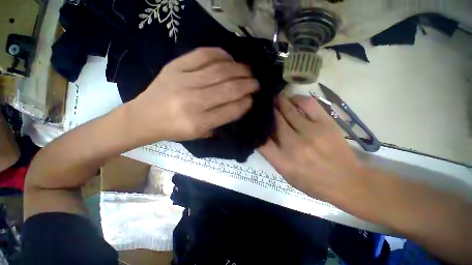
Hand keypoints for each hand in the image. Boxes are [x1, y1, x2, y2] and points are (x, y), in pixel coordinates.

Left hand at [127, 48, 258, 142]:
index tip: (252, 99)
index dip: (245, 103)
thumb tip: (241, 104)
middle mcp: (193, 102)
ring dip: (240, 69)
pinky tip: (230, 59)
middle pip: (229, 89)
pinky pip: (203, 55)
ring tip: (249, 71)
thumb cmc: (175, 129)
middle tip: (256, 83)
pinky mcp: (175, 67)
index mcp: (198, 123)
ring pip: (220, 71)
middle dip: (248, 84)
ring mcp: (183, 81)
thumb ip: (221, 121)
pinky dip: (221, 55)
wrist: (144, 117)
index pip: (231, 110)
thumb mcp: (200, 134)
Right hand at [259, 95, 367, 209]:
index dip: (256, 128)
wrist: (347, 182)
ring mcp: (311, 132)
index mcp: (282, 161)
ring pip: (288, 109)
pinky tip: (293, 100)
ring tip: (275, 99)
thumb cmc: (313, 182)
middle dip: (268, 111)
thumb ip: (272, 156)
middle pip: (274, 120)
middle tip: (265, 105)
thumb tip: (263, 135)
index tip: (255, 121)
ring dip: (279, 102)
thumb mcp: (286, 175)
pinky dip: (297, 99)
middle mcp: (294, 145)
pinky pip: (308, 104)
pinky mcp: (326, 124)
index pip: (260, 140)